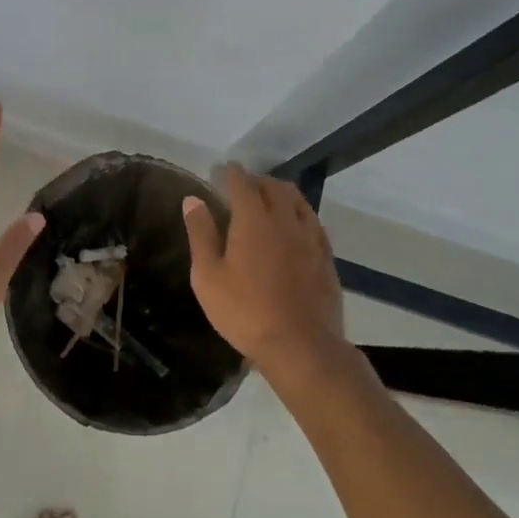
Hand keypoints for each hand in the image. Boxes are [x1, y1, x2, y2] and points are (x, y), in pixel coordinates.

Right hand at [182, 164, 345, 376]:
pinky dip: (299, 214)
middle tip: (241, 186)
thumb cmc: (245, 311)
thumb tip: (192, 199)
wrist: (301, 346)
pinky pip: (313, 221)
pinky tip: (294, 226)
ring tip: (269, 199)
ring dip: (280, 192)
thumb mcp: (208, 276)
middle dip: (256, 180)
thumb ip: (201, 233)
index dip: (229, 172)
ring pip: (298, 200)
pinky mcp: (326, 256)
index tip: (219, 171)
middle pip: (273, 186)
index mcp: (253, 218)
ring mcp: (310, 237)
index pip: (241, 182)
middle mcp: (284, 219)